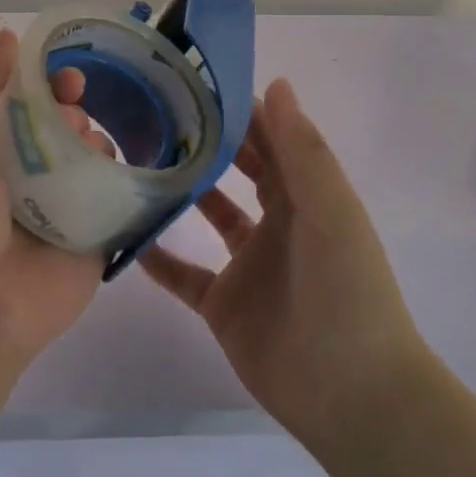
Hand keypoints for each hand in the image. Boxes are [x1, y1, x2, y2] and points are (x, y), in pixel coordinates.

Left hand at [0, 27, 105, 365]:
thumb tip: (8, 35)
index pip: (27, 104)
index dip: (48, 82)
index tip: (68, 76)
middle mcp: (31, 176)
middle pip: (66, 125)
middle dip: (75, 111)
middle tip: (73, 121)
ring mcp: (66, 206)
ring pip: (96, 156)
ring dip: (98, 143)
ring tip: (88, 156)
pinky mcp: (97, 236)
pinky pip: (121, 197)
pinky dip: (130, 178)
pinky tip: (135, 167)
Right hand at [140, 78, 425, 456]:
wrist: (350, 393)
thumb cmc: (347, 292)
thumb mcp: (330, 212)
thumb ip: (302, 151)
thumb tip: (275, 84)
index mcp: (307, 199)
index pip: (272, 142)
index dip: (243, 113)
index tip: (199, 83)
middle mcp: (278, 225)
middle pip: (240, 173)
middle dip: (209, 144)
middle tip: (159, 113)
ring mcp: (248, 266)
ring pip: (210, 217)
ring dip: (182, 192)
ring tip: (138, 160)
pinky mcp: (223, 305)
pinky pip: (184, 274)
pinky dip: (158, 257)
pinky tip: (125, 234)